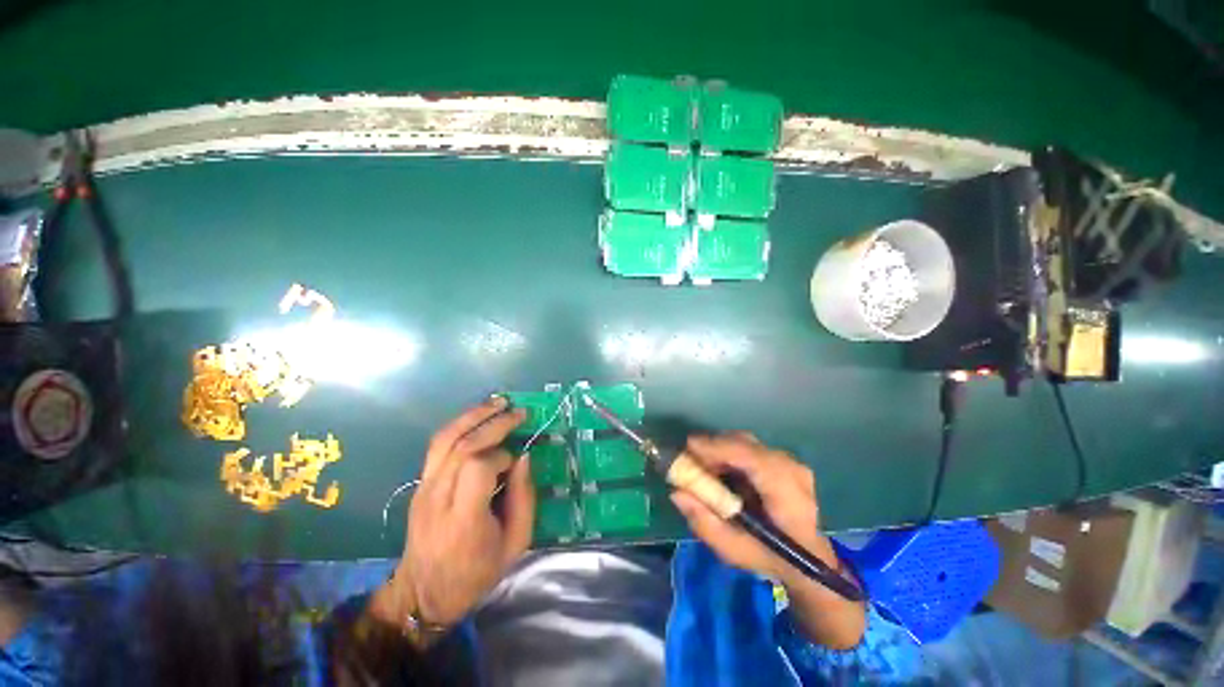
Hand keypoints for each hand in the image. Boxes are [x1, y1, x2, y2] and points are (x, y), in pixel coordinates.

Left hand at [391, 397, 534, 626]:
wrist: (423, 593)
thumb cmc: (476, 573)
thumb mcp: (515, 544)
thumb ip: (524, 498)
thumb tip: (523, 457)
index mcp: (464, 520)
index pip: (477, 468)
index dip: (500, 456)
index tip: (515, 461)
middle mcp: (438, 499)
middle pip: (462, 447)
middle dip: (493, 423)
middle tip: (518, 413)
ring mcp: (424, 489)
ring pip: (445, 439)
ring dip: (474, 416)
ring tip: (498, 402)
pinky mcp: (419, 484)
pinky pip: (438, 446)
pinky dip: (460, 425)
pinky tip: (478, 417)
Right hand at [670, 433, 865, 648]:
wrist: (806, 558)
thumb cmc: (769, 557)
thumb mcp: (733, 550)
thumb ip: (705, 523)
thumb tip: (677, 492)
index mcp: (788, 496)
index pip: (753, 459)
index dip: (719, 448)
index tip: (689, 448)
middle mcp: (792, 470)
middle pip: (746, 444)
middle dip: (713, 447)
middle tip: (689, 459)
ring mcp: (790, 461)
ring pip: (746, 442)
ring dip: (719, 449)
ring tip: (701, 465)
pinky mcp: (783, 459)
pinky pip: (749, 446)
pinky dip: (729, 452)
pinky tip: (718, 467)